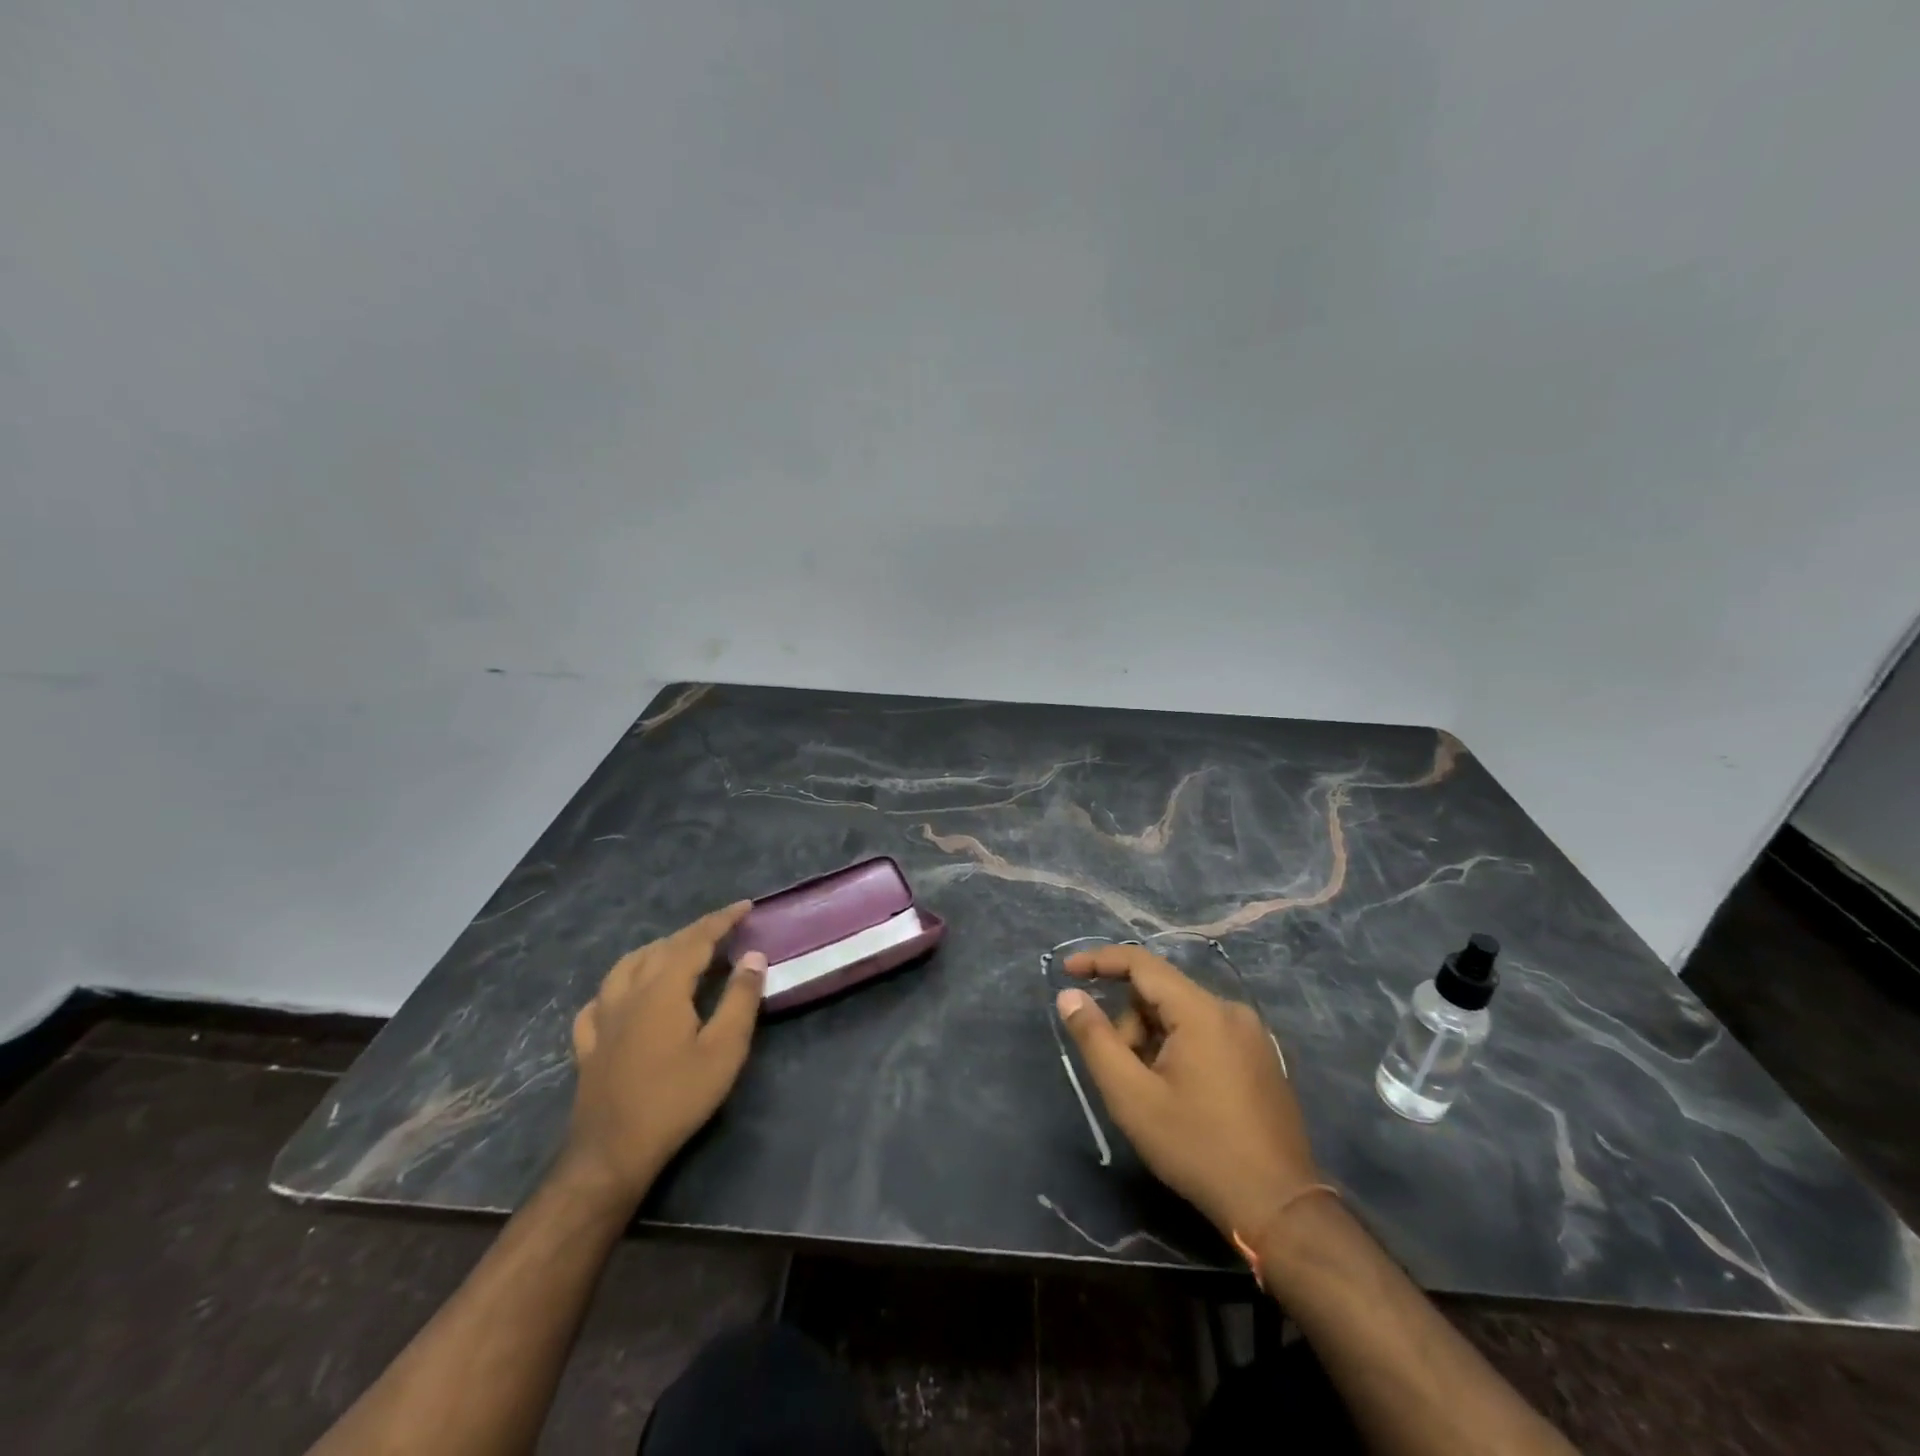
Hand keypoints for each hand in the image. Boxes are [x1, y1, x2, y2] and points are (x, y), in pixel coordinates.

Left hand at [562, 901, 764, 1205]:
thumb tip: (753, 956)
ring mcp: (603, 1018)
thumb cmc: (676, 1098)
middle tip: (723, 929)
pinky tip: (623, 994)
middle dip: (694, 933)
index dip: (721, 920)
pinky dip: (619, 984)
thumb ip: (740, 998)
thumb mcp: (724, 1049)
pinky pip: (600, 999)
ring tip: (677, 951)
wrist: (612, 1152)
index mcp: (663, 988)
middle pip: (662, 948)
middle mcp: (629, 992)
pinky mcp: (588, 1044)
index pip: (695, 940)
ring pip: (627, 966)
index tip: (745, 906)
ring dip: (656, 950)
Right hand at [1058, 944, 1319, 1238]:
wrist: (1279, 1208)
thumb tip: (1069, 995)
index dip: (1099, 961)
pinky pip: (1205, 1033)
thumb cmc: (1198, 1148)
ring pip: (1181, 1016)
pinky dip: (1178, 1049)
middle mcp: (1230, 1010)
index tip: (1066, 971)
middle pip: (1160, 994)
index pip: (1141, 963)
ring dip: (1152, 1041)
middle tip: (1119, 1073)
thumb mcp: (1132, 1096)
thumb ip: (1096, 1039)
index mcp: (1202, 1011)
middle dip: (1129, 1025)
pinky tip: (1177, 1094)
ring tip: (1150, 1093)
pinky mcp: (1260, 1057)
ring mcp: (1251, 1034)